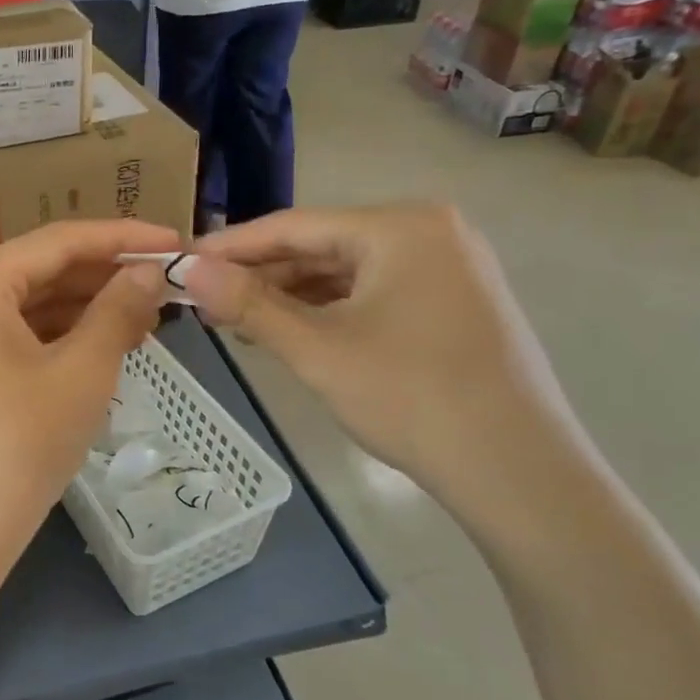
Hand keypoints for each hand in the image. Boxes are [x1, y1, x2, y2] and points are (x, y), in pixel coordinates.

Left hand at [0, 221, 174, 585]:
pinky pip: (13, 339)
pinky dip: (58, 339)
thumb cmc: (20, 444)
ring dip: (85, 310)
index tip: (173, 241)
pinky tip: (103, 347)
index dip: (121, 238)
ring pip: (28, 308)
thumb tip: (149, 273)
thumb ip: (118, 310)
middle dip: (104, 278)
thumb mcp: (82, 371)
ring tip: (146, 318)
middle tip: (165, 286)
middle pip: (40, 271)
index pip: (58, 242)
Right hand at [186, 204, 583, 506]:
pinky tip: (292, 332)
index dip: (231, 246)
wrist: (519, 473)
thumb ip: (248, 303)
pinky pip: (375, 294)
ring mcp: (449, 268)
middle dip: (261, 276)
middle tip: (204, 301)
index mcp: (401, 226)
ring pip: (347, 273)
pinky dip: (330, 312)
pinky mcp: (455, 304)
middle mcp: (430, 232)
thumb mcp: (317, 349)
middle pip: (322, 246)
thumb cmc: (412, 397)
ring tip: (238, 322)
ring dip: (291, 296)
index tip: (181, 262)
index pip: (294, 225)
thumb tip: (186, 268)